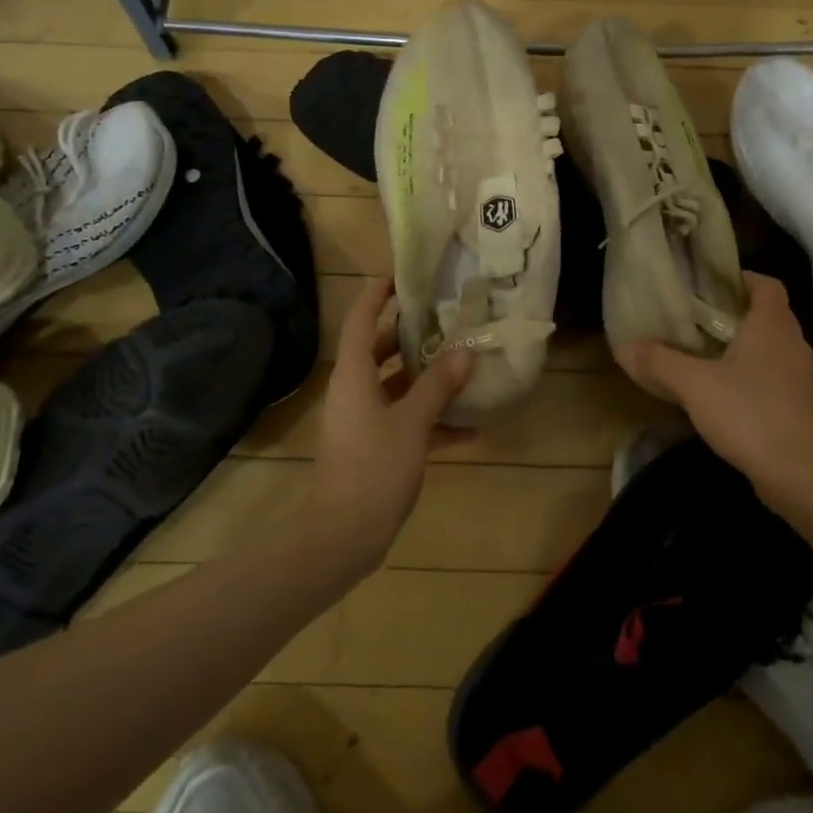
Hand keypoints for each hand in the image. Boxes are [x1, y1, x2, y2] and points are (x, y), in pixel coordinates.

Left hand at [308, 276, 472, 572]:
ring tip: (465, 365)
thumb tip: (464, 352)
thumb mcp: (412, 422)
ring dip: (426, 379)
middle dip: (412, 337)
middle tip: (447, 321)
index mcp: (354, 375)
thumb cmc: (373, 467)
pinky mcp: (373, 448)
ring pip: (395, 387)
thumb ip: (438, 386)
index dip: (377, 295)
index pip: (360, 320)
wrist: (343, 535)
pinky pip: (403, 421)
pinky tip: (470, 429)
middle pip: (381, 351)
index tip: (402, 277)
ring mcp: (362, 421)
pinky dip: (430, 421)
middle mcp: (354, 391)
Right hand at [614, 272, 812, 503]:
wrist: (801, 474)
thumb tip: (624, 345)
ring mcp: (802, 377)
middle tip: (699, 319)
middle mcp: (792, 344)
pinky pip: (775, 377)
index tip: (710, 285)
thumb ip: (659, 361)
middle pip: (768, 315)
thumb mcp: (693, 384)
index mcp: (771, 325)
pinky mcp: (801, 407)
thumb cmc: (749, 413)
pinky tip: (726, 394)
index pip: (766, 284)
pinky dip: (753, 376)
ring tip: (707, 354)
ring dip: (745, 347)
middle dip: (736, 313)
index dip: (741, 278)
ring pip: (772, 348)